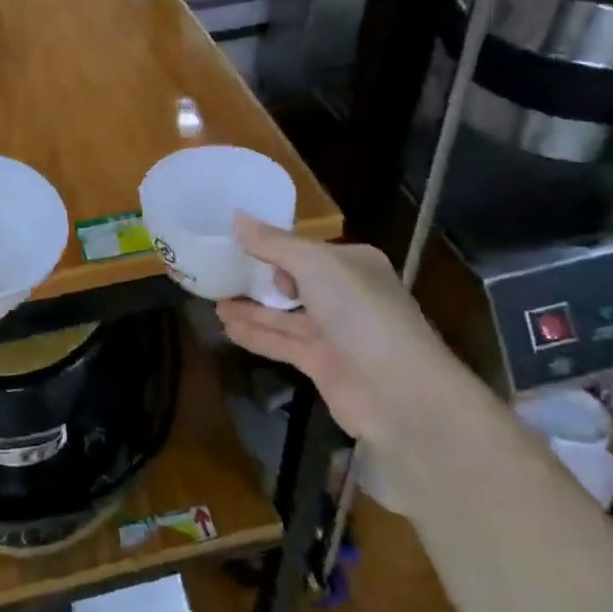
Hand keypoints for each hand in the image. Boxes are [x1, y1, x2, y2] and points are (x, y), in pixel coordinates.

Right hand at [214, 217, 463, 445]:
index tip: (236, 240)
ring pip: (284, 314)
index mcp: (353, 264)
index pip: (307, 249)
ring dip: (251, 307)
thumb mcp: (314, 265)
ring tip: (212, 299)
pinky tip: (226, 326)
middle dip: (259, 277)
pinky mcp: (322, 364)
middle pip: (295, 281)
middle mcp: (346, 295)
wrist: (400, 393)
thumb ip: (273, 244)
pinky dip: (255, 334)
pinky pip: (281, 342)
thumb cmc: (360, 313)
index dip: (274, 244)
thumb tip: (236, 218)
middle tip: (218, 269)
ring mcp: (335, 332)